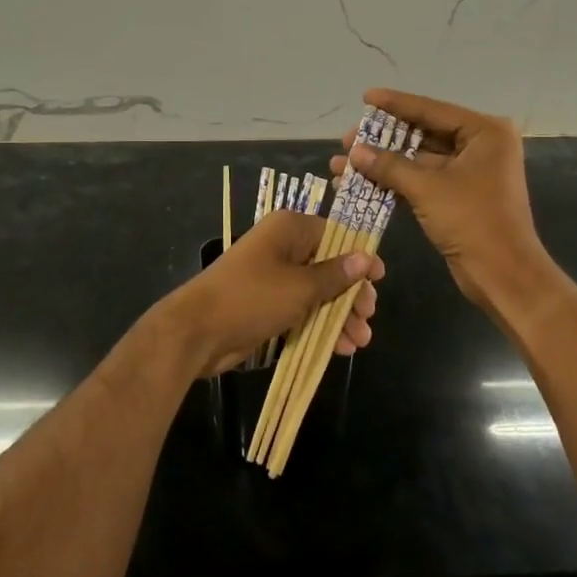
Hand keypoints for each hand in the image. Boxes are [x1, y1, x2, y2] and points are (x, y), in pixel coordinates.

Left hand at [159, 209, 383, 376]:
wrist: (197, 331)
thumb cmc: (252, 297)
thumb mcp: (301, 287)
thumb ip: (336, 274)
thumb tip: (365, 257)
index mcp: (289, 229)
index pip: (335, 234)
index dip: (359, 257)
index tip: (379, 280)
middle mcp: (283, 247)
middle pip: (329, 266)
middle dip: (351, 294)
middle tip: (368, 317)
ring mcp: (274, 277)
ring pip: (317, 292)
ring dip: (339, 315)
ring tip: (360, 341)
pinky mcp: (267, 304)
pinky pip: (302, 310)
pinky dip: (320, 325)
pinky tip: (340, 348)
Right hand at [333, 88, 549, 310]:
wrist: (503, 275)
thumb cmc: (473, 221)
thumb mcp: (428, 189)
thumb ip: (389, 166)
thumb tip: (353, 152)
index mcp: (484, 132)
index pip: (431, 110)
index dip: (395, 104)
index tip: (365, 97)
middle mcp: (479, 146)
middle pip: (423, 134)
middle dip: (382, 140)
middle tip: (347, 140)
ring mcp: (468, 173)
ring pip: (418, 161)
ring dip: (382, 164)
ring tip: (343, 165)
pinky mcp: (457, 198)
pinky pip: (421, 182)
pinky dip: (393, 183)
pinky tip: (360, 185)